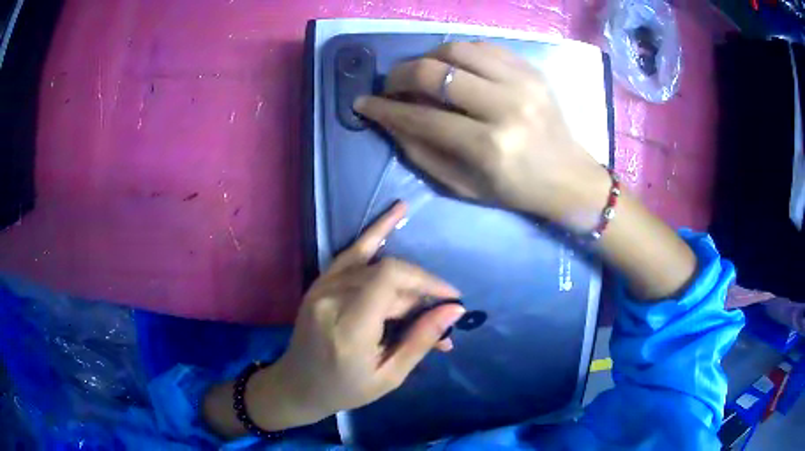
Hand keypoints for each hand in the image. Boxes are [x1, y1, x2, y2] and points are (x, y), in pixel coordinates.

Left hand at [246, 203, 465, 430]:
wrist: (298, 384)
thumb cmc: (345, 389)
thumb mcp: (389, 376)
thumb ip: (420, 340)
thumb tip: (454, 310)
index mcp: (348, 327)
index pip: (389, 280)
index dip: (425, 281)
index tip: (450, 299)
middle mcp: (331, 299)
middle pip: (386, 273)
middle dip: (419, 290)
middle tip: (438, 314)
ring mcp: (322, 286)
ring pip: (375, 263)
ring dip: (407, 276)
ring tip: (430, 289)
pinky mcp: (321, 282)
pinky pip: (352, 252)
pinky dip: (377, 233)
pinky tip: (399, 211)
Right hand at [354, 41, 609, 228]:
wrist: (569, 177)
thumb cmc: (516, 190)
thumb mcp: (463, 185)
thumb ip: (420, 151)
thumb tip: (388, 119)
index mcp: (490, 147)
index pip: (422, 117)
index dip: (385, 108)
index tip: (364, 103)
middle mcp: (506, 107)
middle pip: (436, 72)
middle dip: (400, 75)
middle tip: (391, 86)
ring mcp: (523, 82)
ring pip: (457, 49)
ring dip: (427, 58)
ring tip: (420, 74)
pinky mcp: (532, 70)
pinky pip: (483, 46)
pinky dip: (458, 53)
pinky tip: (452, 68)